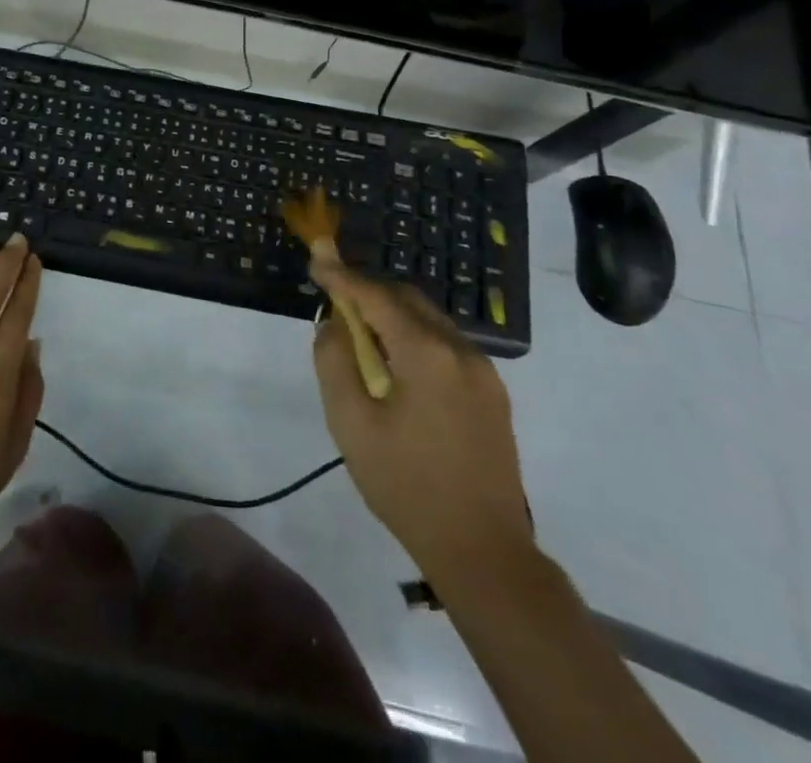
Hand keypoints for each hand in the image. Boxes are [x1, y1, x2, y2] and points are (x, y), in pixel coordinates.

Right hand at [311, 258, 531, 581]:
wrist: (483, 552)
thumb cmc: (406, 485)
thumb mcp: (351, 422)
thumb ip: (334, 360)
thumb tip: (334, 323)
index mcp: (426, 353)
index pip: (376, 296)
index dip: (342, 276)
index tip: (317, 259)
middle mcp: (461, 351)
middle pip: (407, 300)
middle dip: (368, 291)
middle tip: (334, 296)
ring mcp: (484, 373)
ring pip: (429, 321)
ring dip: (392, 315)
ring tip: (360, 332)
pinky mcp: (493, 395)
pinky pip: (446, 346)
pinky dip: (414, 338)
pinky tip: (395, 364)